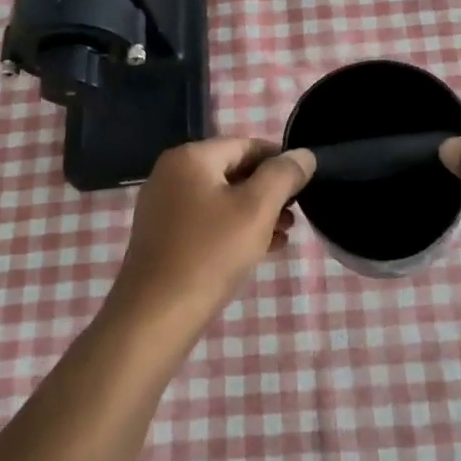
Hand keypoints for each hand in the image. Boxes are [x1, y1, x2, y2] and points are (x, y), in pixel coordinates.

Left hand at [109, 138, 313, 330]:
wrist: (156, 315)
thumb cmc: (210, 253)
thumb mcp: (257, 209)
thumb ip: (283, 175)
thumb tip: (304, 154)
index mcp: (190, 157)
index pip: (247, 145)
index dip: (280, 162)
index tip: (305, 185)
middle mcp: (171, 174)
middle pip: (233, 171)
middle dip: (268, 191)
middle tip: (296, 214)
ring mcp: (163, 207)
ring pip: (221, 199)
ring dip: (255, 212)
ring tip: (285, 234)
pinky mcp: (163, 237)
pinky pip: (206, 221)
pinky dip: (234, 228)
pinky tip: (261, 249)